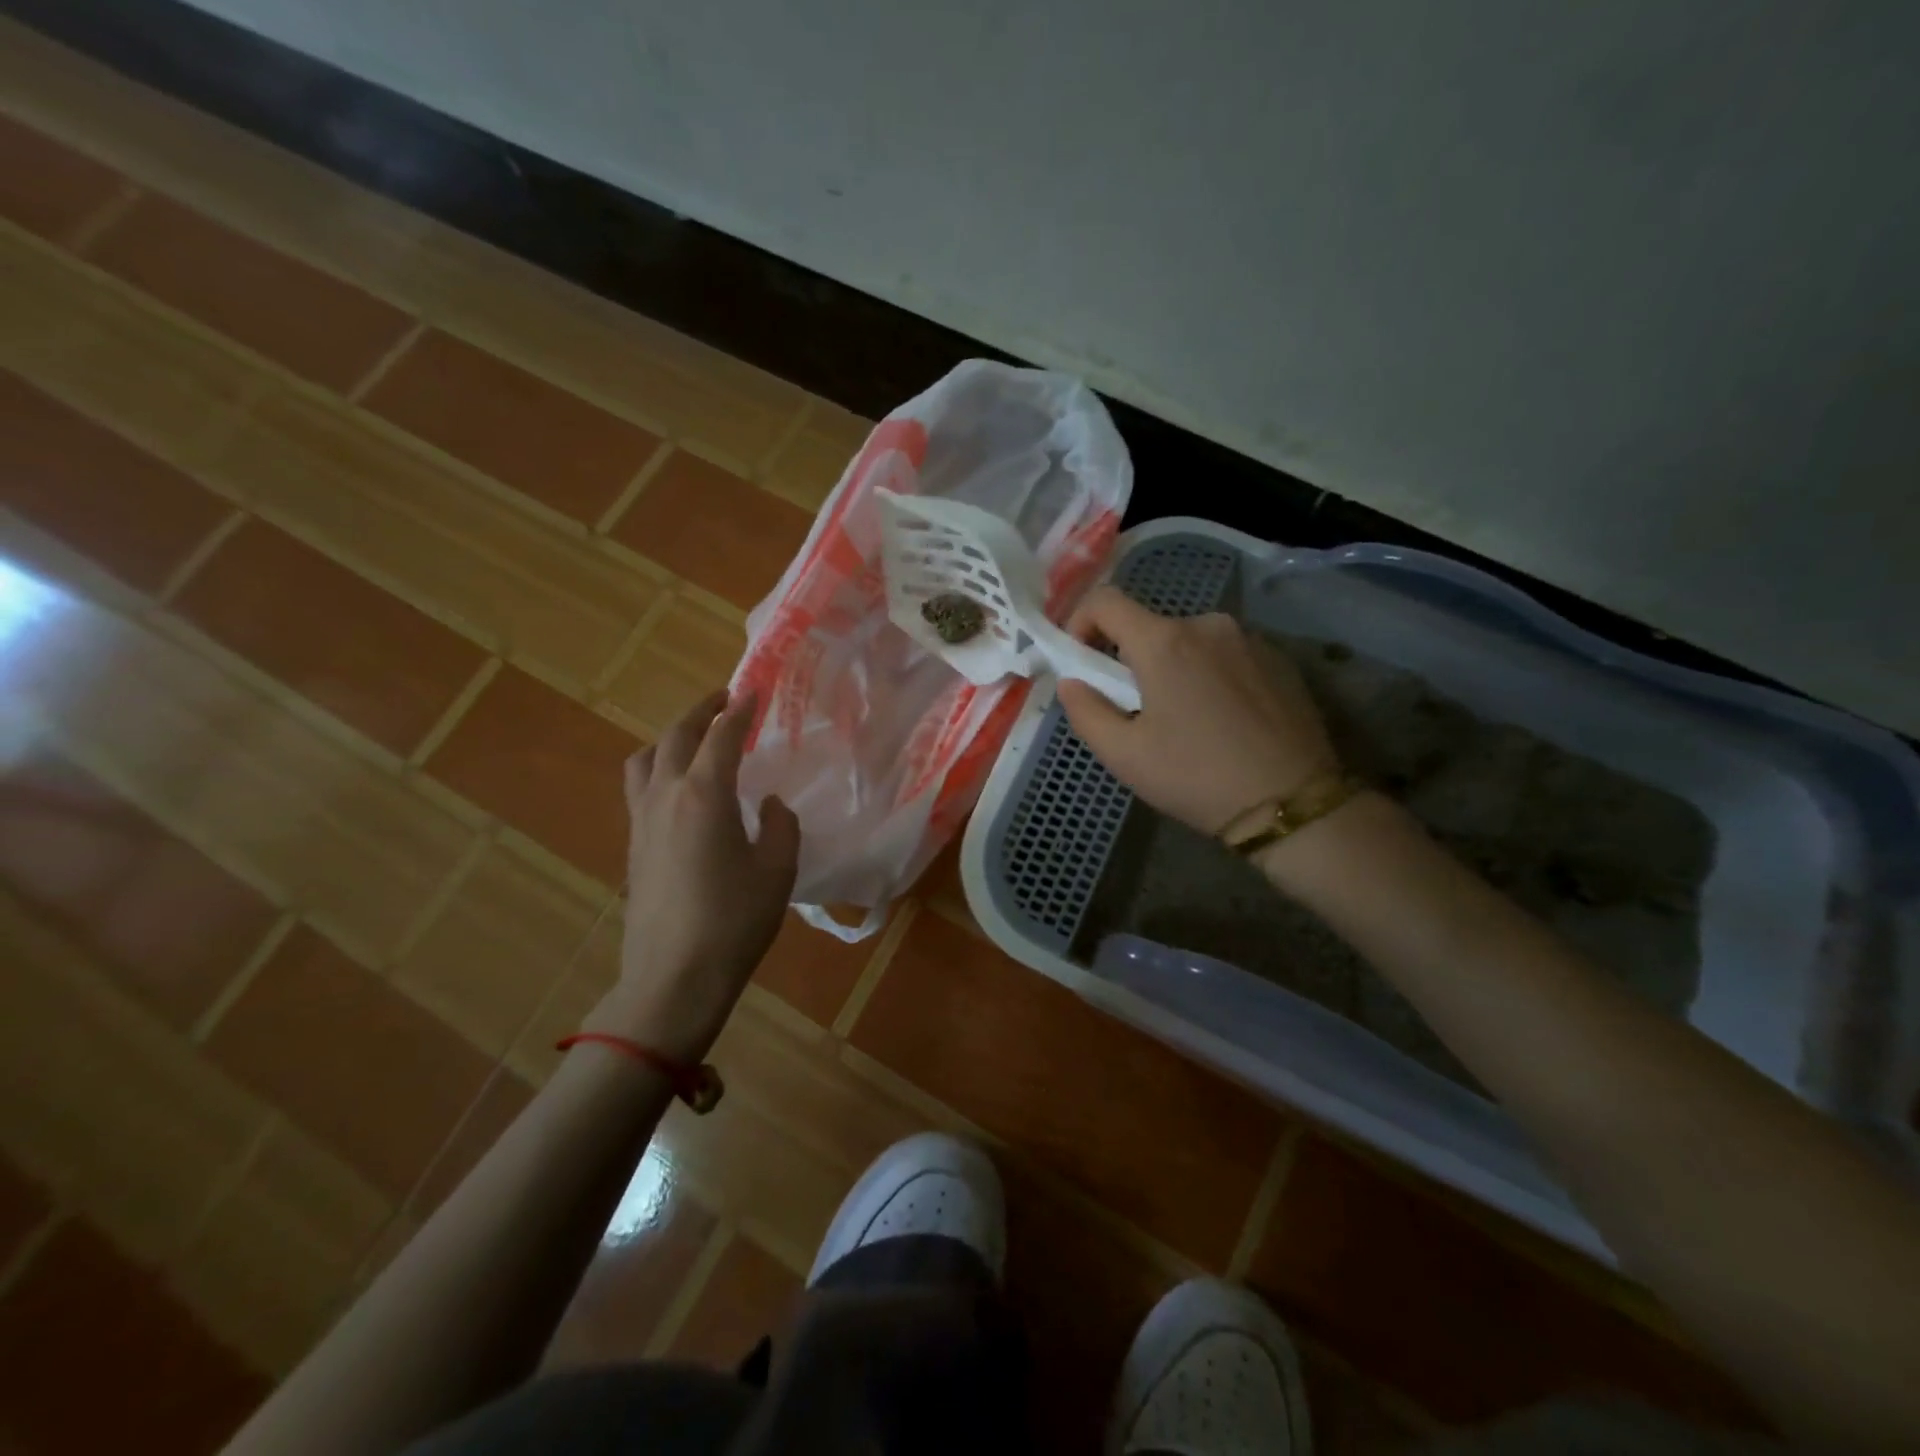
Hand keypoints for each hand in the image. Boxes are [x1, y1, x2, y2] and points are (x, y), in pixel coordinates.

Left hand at [585, 689, 799, 1061]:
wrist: (673, 979)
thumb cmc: (734, 922)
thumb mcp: (778, 870)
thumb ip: (781, 826)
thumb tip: (771, 805)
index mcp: (704, 795)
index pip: (720, 736)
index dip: (738, 710)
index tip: (753, 690)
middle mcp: (665, 796)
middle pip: (675, 736)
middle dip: (700, 712)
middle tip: (724, 701)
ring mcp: (642, 821)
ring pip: (645, 759)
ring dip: (670, 738)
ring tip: (694, 741)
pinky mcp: (633, 847)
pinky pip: (639, 788)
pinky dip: (659, 770)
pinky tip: (681, 791)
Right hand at [1056, 587, 1336, 834]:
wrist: (1292, 802)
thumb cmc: (1196, 777)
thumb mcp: (1124, 755)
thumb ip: (1085, 711)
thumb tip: (1071, 682)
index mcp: (1164, 642)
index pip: (1105, 601)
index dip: (1080, 622)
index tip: (1081, 661)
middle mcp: (1207, 625)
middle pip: (1149, 625)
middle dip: (1130, 657)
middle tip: (1133, 708)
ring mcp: (1249, 639)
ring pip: (1189, 641)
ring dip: (1172, 666)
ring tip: (1182, 719)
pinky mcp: (1279, 659)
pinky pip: (1225, 654)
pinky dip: (1209, 674)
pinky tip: (1221, 719)